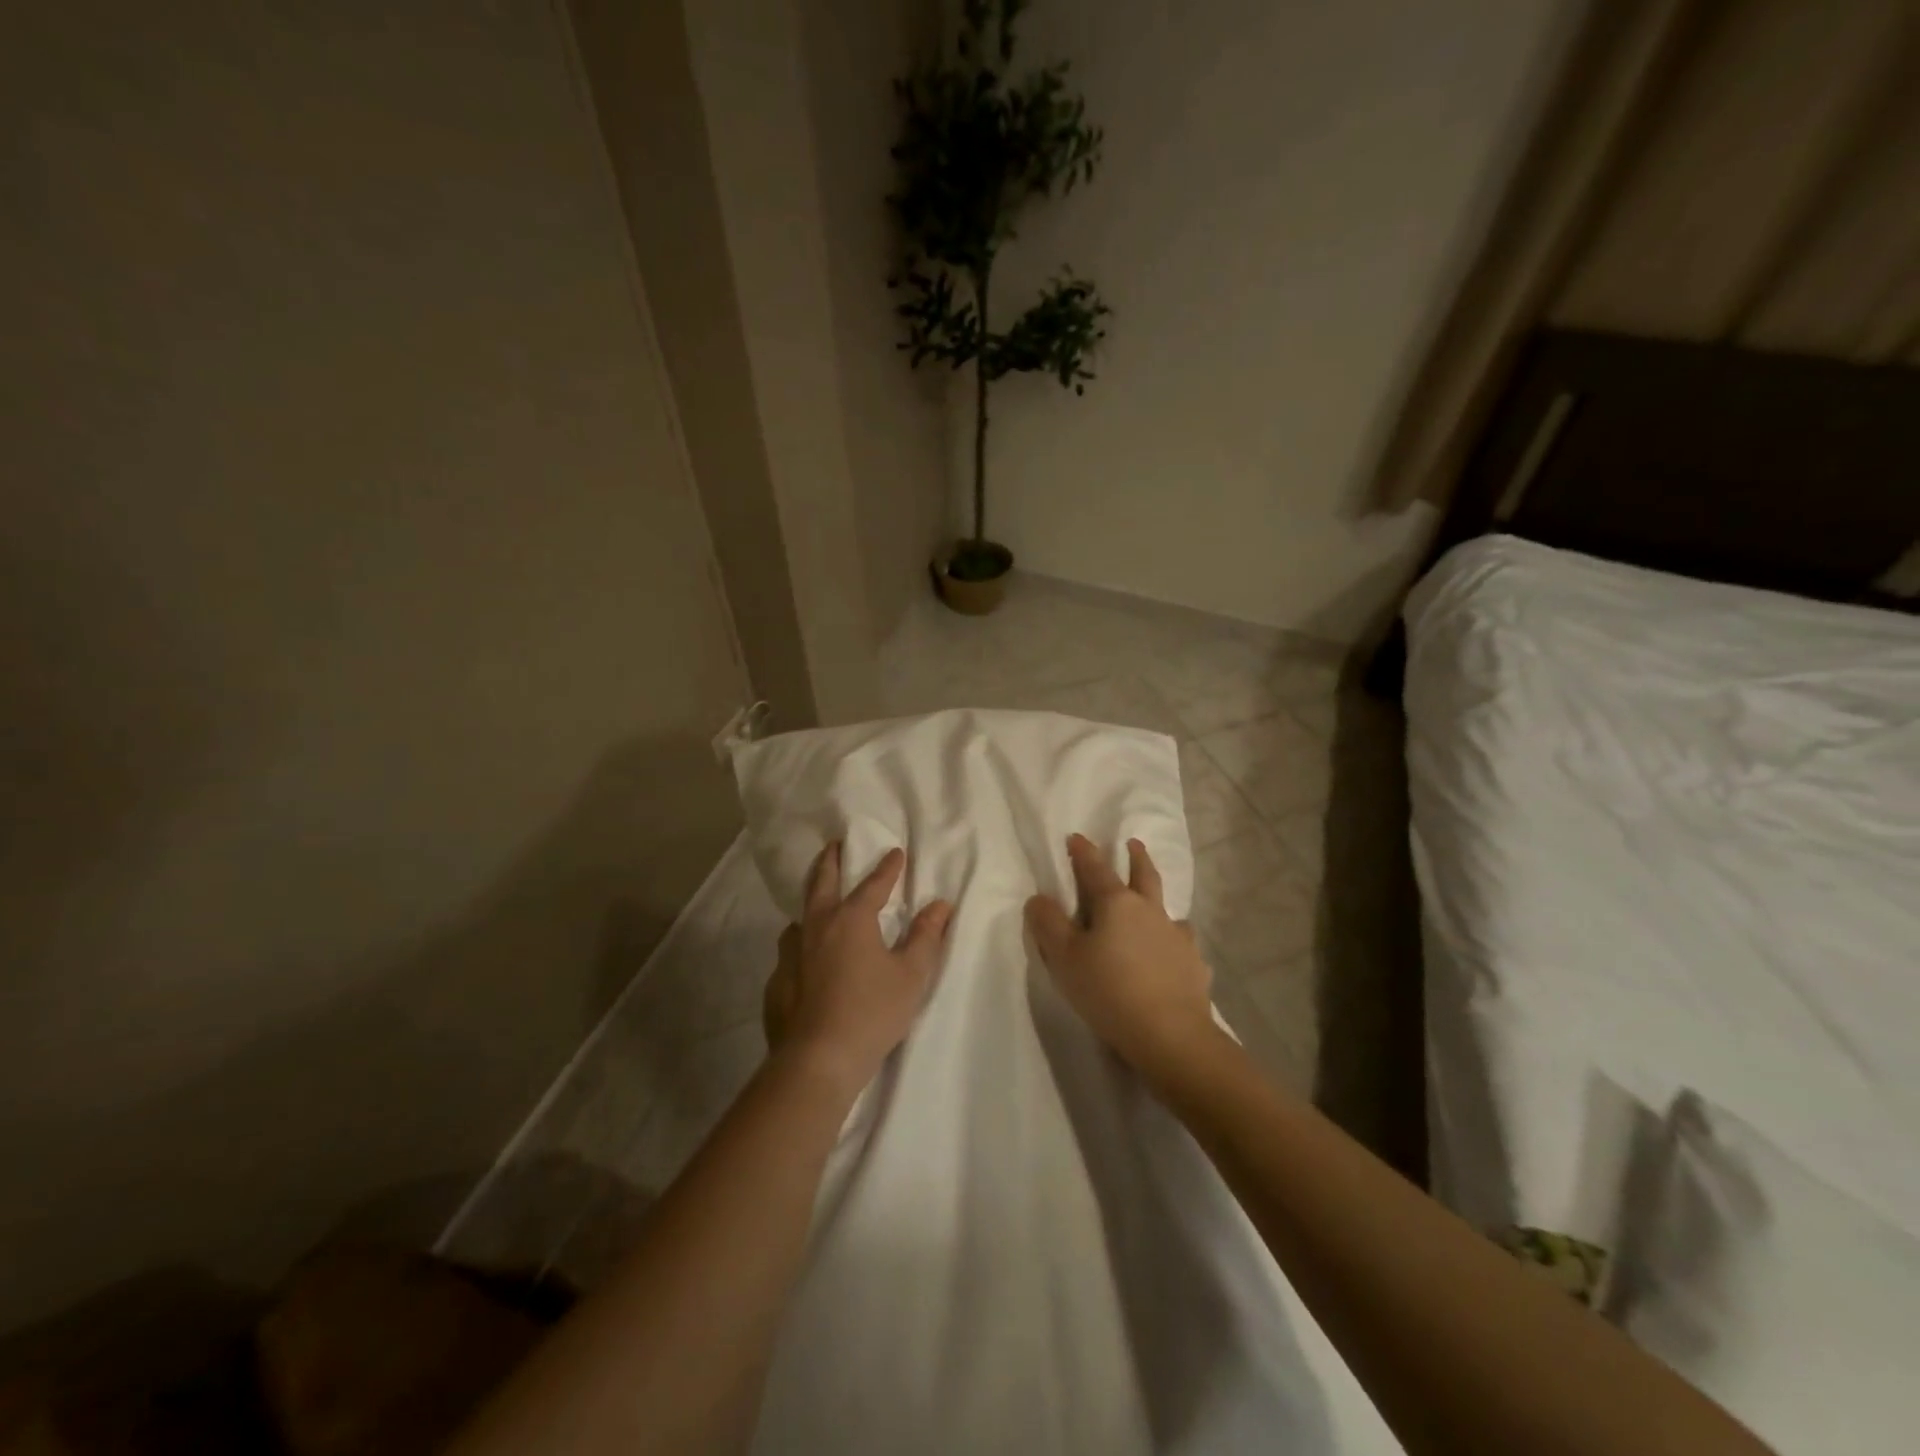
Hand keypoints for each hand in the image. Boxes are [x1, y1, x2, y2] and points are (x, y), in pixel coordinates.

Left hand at [766, 843, 951, 1096]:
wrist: (817, 1060)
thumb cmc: (872, 1012)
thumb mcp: (911, 975)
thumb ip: (925, 936)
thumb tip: (940, 904)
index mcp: (851, 919)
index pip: (873, 884)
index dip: (887, 868)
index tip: (895, 852)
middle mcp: (817, 927)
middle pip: (822, 883)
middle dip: (831, 861)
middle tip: (834, 845)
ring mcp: (791, 954)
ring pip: (799, 918)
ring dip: (810, 904)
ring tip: (817, 905)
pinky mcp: (777, 982)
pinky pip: (790, 953)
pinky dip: (801, 946)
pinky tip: (805, 961)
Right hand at [1026, 834, 1218, 1082]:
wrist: (1170, 1035)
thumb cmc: (1108, 991)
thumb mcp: (1064, 958)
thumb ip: (1048, 924)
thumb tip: (1039, 898)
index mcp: (1117, 903)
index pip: (1096, 868)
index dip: (1083, 852)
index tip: (1076, 837)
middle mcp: (1150, 911)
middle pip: (1144, 875)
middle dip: (1136, 857)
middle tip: (1133, 843)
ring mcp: (1177, 937)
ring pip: (1168, 909)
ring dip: (1159, 901)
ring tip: (1155, 906)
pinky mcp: (1194, 965)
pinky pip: (1183, 945)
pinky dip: (1175, 943)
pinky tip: (1174, 954)